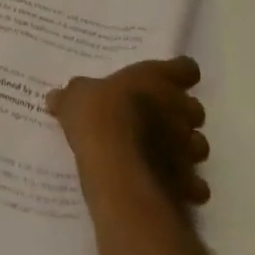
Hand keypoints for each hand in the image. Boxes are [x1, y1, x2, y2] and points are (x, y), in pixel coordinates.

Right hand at [48, 56, 209, 208]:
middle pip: (196, 108)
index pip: (185, 68)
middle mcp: (178, 109)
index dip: (179, 74)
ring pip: (200, 145)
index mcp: (156, 79)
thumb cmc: (99, 116)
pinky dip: (188, 186)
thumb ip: (73, 96)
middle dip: (182, 115)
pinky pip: (196, 184)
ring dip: (187, 149)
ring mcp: (187, 147)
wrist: (116, 166)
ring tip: (165, 155)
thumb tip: (54, 96)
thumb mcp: (76, 98)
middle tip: (159, 120)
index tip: (166, 81)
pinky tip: (170, 186)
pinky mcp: (188, 182)